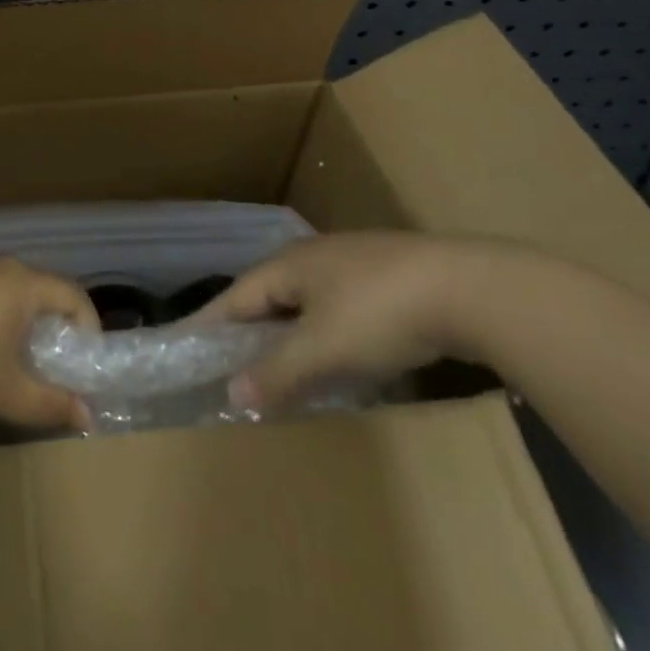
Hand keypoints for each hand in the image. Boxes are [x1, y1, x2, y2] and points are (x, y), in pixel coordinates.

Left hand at [0, 258, 99, 431]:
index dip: (88, 328)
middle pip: (40, 289)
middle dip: (53, 327)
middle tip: (52, 368)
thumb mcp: (5, 392)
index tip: (85, 366)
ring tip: (13, 364)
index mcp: (21, 283)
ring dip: (19, 323)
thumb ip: (50, 404)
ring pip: (7, 291)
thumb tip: (87, 418)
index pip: (72, 294)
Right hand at [194, 232, 486, 412]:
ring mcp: (349, 263)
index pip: (233, 298)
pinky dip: (320, 332)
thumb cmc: (380, 314)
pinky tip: (332, 354)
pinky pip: (334, 306)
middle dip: (246, 330)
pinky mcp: (384, 277)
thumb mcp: (323, 348)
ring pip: (302, 301)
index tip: (182, 346)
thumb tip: (231, 393)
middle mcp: (311, 257)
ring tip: (275, 366)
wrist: (468, 288)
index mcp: (287, 266)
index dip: (208, 324)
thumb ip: (276, 372)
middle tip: (226, 365)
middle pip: (266, 296)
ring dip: (285, 333)